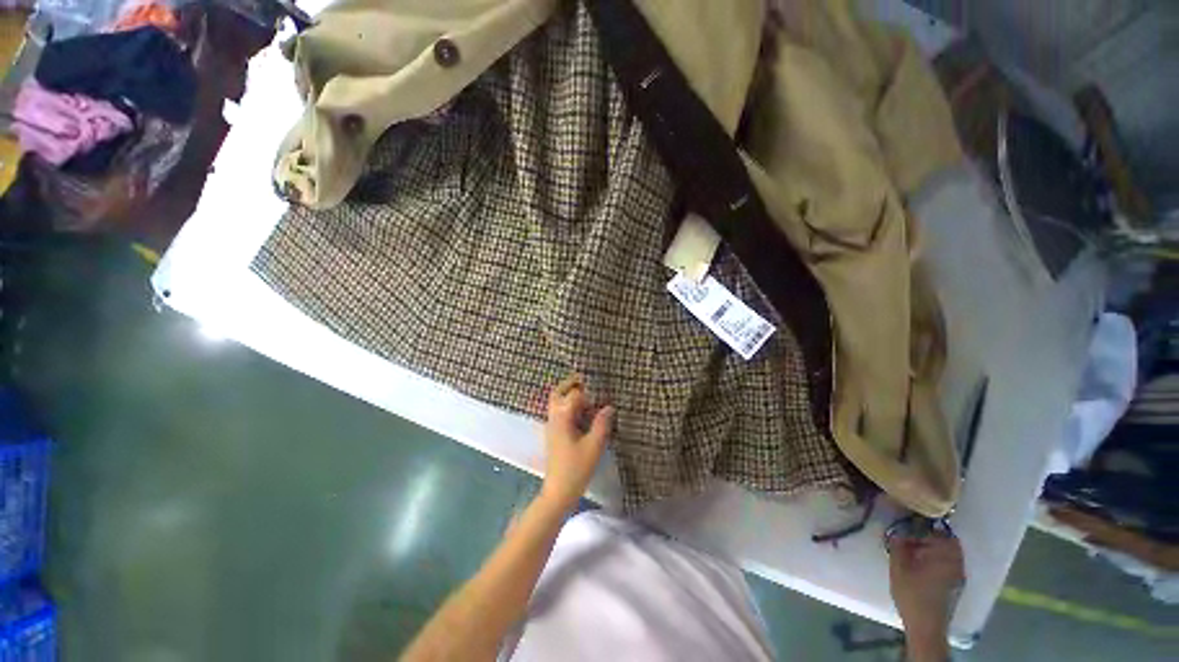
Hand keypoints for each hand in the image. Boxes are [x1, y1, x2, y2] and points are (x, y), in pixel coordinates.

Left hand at [539, 374, 614, 512]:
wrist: (558, 491)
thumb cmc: (576, 468)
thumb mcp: (594, 446)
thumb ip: (602, 423)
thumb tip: (609, 407)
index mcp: (562, 417)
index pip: (575, 395)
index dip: (589, 393)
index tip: (602, 394)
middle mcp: (554, 417)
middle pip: (558, 392)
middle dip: (572, 384)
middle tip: (588, 381)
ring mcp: (551, 425)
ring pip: (557, 401)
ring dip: (569, 394)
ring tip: (588, 396)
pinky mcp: (553, 433)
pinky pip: (559, 411)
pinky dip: (568, 405)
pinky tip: (582, 413)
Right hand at [888, 532, 963, 657]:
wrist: (926, 626)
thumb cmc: (912, 594)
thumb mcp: (898, 567)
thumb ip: (898, 545)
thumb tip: (897, 530)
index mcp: (945, 555)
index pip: (937, 530)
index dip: (921, 524)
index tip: (907, 525)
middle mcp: (956, 562)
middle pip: (947, 540)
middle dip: (929, 535)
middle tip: (910, 536)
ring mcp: (959, 574)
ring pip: (949, 552)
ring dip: (934, 547)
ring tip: (915, 550)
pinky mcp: (956, 584)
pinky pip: (950, 562)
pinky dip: (938, 558)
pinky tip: (923, 565)